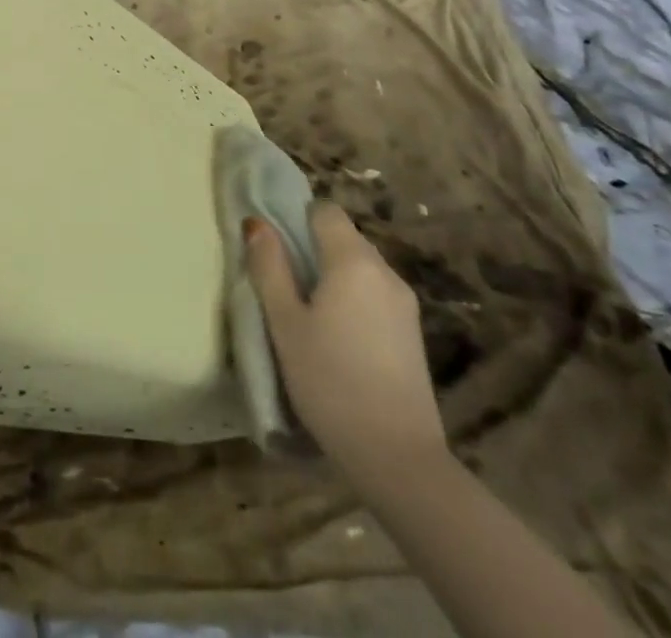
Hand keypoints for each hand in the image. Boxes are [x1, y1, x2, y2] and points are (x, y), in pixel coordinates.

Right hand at [245, 201, 446, 491]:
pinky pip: (375, 295)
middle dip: (312, 249)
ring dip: (333, 277)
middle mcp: (385, 271)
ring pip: (360, 268)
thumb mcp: (285, 323)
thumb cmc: (330, 382)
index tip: (277, 250)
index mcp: (353, 260)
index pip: (325, 210)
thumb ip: (269, 267)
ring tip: (309, 316)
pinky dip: (353, 301)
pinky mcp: (413, 334)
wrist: (398, 458)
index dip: (297, 219)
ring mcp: (404, 303)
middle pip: (344, 237)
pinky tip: (338, 339)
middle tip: (284, 286)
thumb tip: (257, 223)